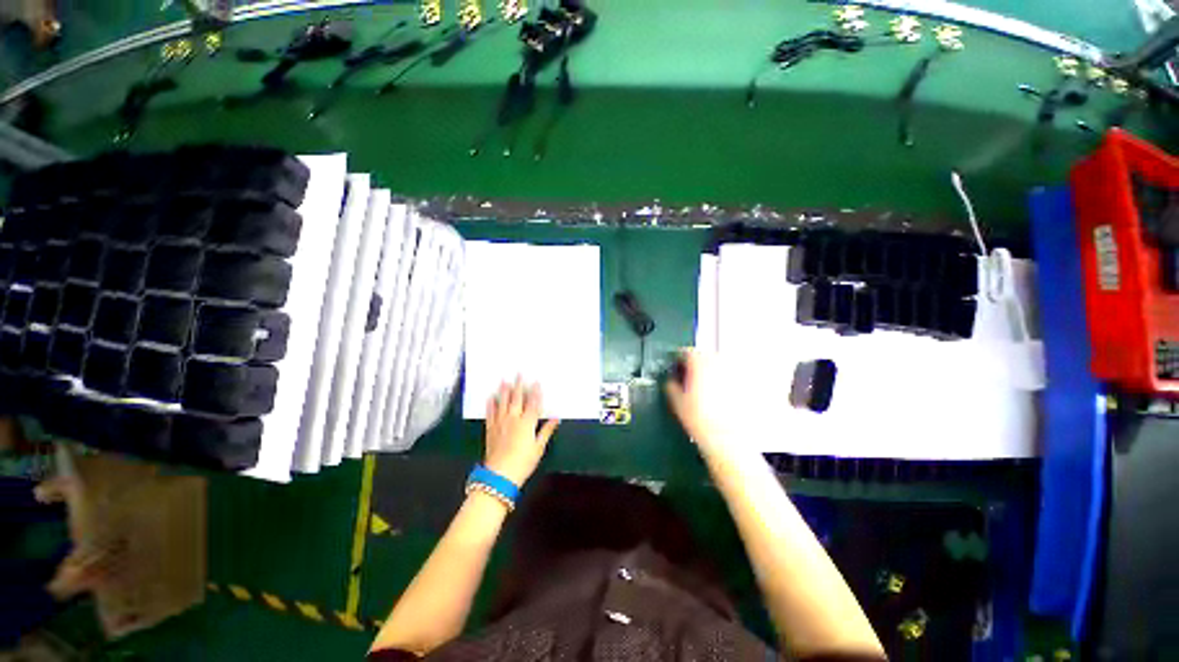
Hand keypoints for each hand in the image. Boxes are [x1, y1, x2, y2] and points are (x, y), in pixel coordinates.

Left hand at [483, 378, 558, 485]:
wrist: (499, 475)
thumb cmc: (523, 462)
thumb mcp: (539, 447)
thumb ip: (546, 431)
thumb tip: (556, 419)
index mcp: (527, 423)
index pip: (533, 403)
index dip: (535, 391)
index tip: (536, 380)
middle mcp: (513, 418)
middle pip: (517, 398)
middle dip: (519, 385)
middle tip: (519, 372)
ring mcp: (501, 422)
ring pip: (503, 402)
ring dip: (504, 390)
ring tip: (505, 379)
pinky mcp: (491, 429)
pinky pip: (491, 413)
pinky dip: (491, 404)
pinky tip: (491, 397)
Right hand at [665, 350, 743, 458]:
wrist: (729, 440)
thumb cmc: (701, 419)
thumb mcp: (676, 402)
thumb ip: (671, 385)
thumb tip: (671, 381)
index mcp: (700, 363)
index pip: (685, 352)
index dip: (677, 359)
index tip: (675, 368)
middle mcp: (719, 362)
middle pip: (703, 356)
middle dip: (695, 365)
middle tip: (687, 379)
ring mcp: (734, 372)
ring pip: (718, 365)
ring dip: (709, 371)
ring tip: (703, 388)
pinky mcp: (745, 383)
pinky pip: (729, 376)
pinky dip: (723, 381)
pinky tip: (719, 396)